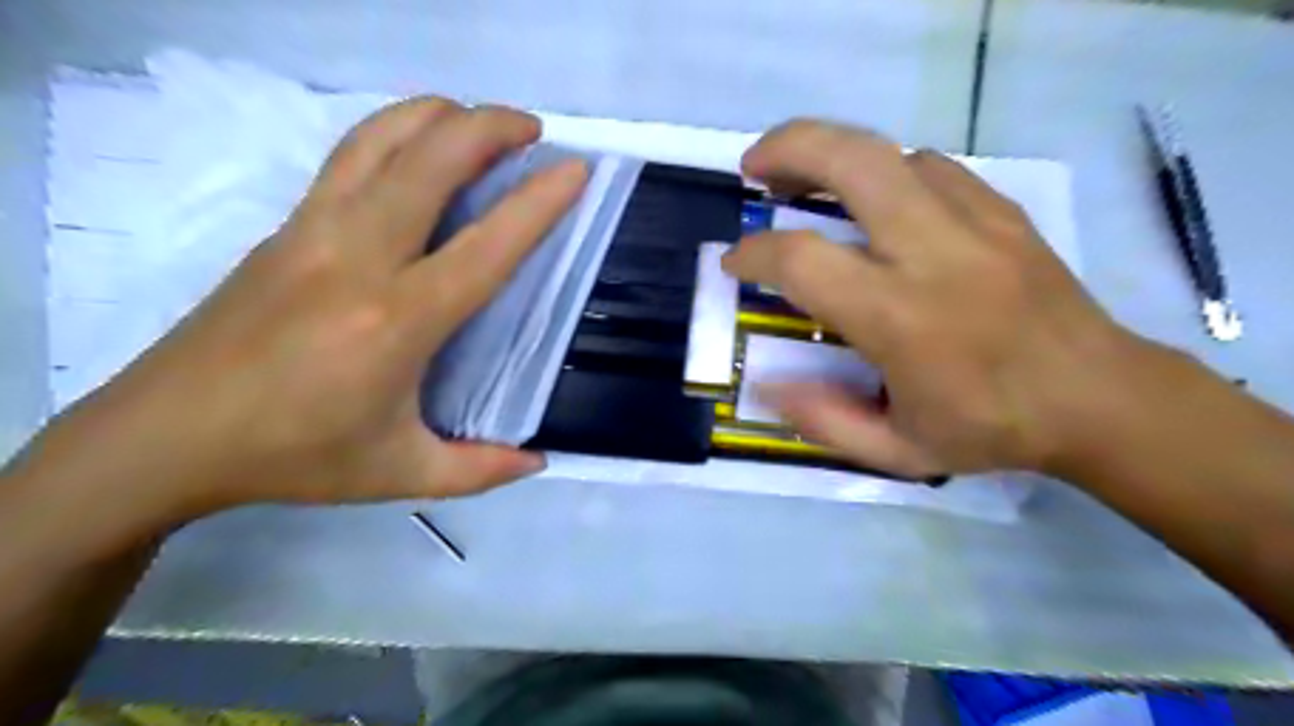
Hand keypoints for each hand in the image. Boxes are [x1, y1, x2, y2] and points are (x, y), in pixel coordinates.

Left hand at [15, 97, 585, 530]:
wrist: (164, 435)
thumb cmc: (293, 456)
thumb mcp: (400, 475)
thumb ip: (480, 470)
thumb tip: (539, 461)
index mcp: (397, 320)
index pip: (484, 245)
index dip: (537, 203)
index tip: (575, 171)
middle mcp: (356, 258)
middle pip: (429, 160)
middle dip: (489, 126)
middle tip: (532, 131)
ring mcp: (312, 231)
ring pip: (381, 139)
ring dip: (438, 115)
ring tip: (479, 122)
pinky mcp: (285, 227)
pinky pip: (350, 157)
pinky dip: (395, 133)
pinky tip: (417, 150)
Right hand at [725, 121, 1146, 479]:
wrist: (1101, 397)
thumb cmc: (992, 428)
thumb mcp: (897, 452)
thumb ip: (823, 420)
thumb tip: (767, 385)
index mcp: (902, 317)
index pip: (803, 260)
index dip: (754, 254)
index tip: (735, 261)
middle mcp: (935, 252)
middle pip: (851, 160)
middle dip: (788, 149)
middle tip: (754, 168)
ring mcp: (976, 221)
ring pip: (890, 152)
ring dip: (834, 155)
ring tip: (803, 179)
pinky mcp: (1003, 209)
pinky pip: (930, 167)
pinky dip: (885, 172)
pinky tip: (873, 202)